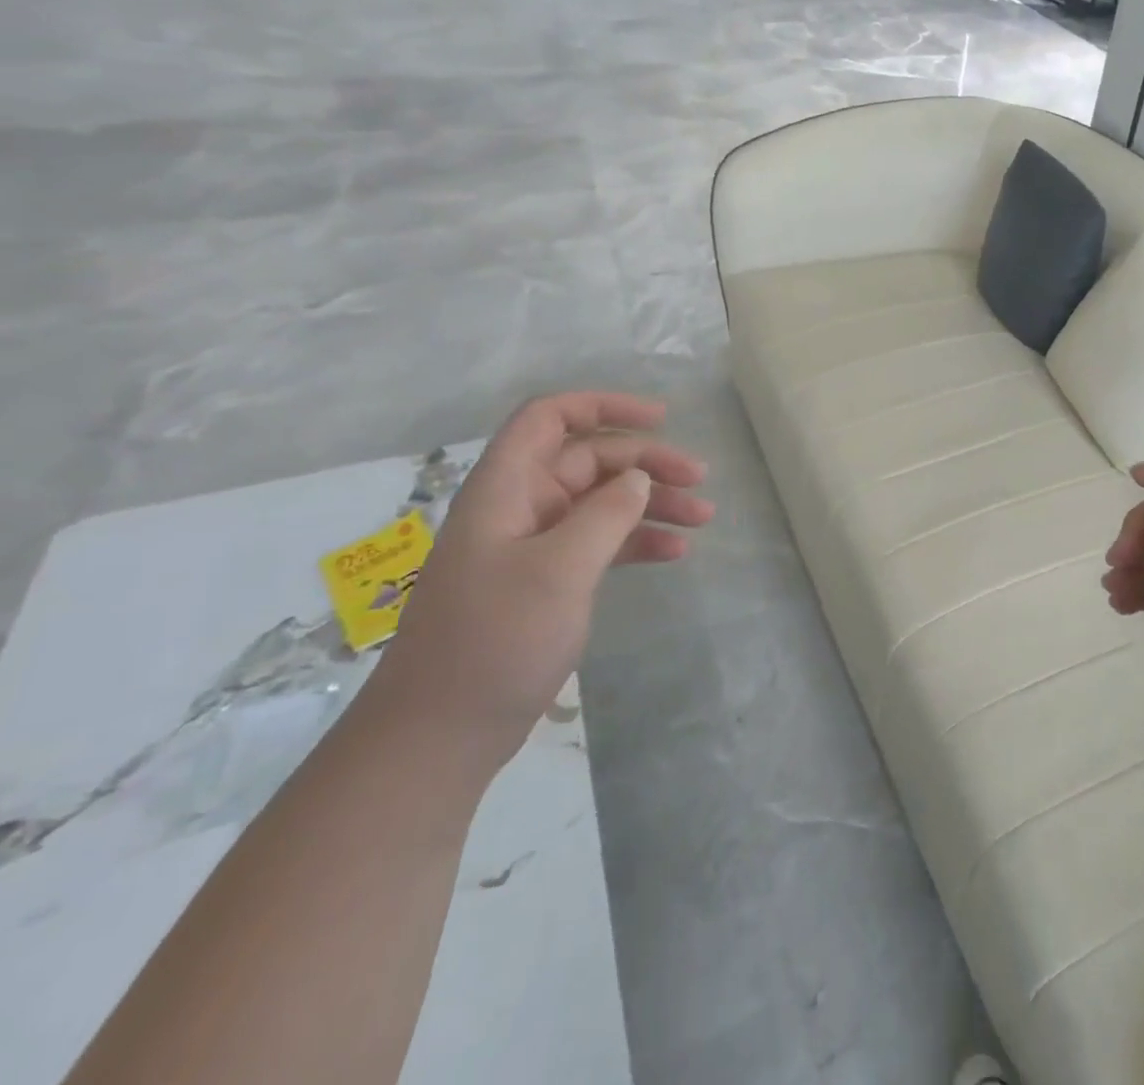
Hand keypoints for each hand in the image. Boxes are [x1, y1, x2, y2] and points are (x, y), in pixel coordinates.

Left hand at [365, 392, 713, 770]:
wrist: (440, 736)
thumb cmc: (495, 641)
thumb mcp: (559, 570)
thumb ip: (606, 514)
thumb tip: (638, 478)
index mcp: (506, 489)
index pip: (550, 418)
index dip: (604, 406)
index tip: (662, 417)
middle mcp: (519, 507)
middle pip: (589, 460)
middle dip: (647, 463)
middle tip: (700, 481)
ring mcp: (533, 546)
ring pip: (602, 502)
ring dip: (652, 503)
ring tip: (704, 518)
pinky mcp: (546, 581)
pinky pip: (600, 542)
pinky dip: (638, 540)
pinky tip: (675, 553)